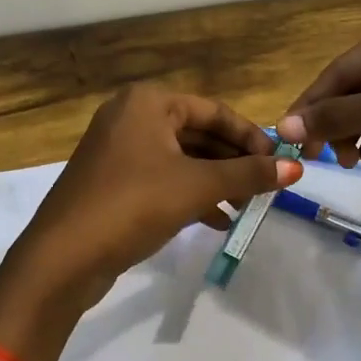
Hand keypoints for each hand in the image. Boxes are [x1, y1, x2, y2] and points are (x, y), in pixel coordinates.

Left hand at [0, 85, 303, 324]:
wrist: (63, 258)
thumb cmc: (133, 205)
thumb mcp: (196, 186)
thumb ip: (248, 174)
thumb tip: (296, 168)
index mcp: (148, 102)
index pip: (215, 111)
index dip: (251, 137)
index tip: (280, 163)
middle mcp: (131, 116)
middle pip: (199, 134)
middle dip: (234, 162)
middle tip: (266, 188)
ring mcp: (119, 150)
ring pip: (182, 159)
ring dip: (216, 181)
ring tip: (246, 207)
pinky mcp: (114, 181)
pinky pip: (163, 178)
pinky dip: (192, 195)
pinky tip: (218, 220)